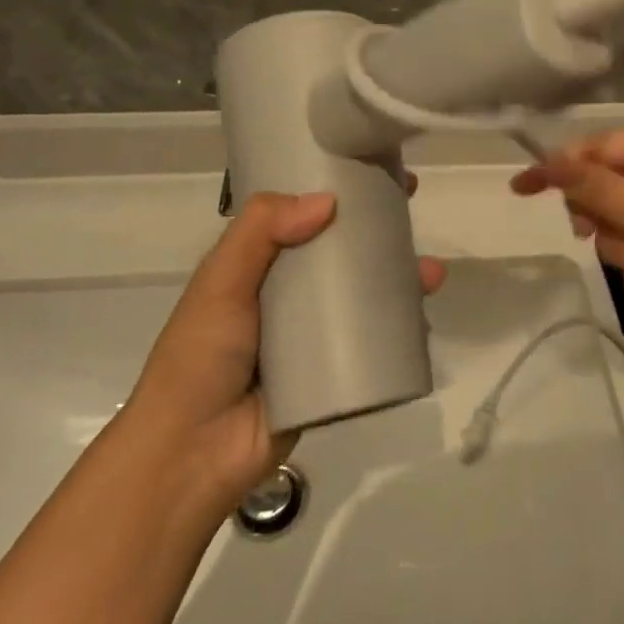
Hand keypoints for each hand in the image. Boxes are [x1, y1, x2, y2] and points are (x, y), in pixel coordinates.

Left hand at [126, 185, 446, 504]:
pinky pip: (374, 345)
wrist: (192, 455)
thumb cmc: (200, 356)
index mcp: (260, 266)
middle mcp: (290, 294)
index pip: (304, 214)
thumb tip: (328, 200)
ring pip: (366, 296)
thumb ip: (260, 231)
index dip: (338, 190)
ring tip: (432, 274)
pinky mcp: (335, 375)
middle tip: (412, 207)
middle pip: (344, 251)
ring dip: (401, 279)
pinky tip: (425, 320)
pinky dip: (401, 330)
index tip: (373, 168)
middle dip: (380, 229)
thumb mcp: (220, 281)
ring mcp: (315, 336)